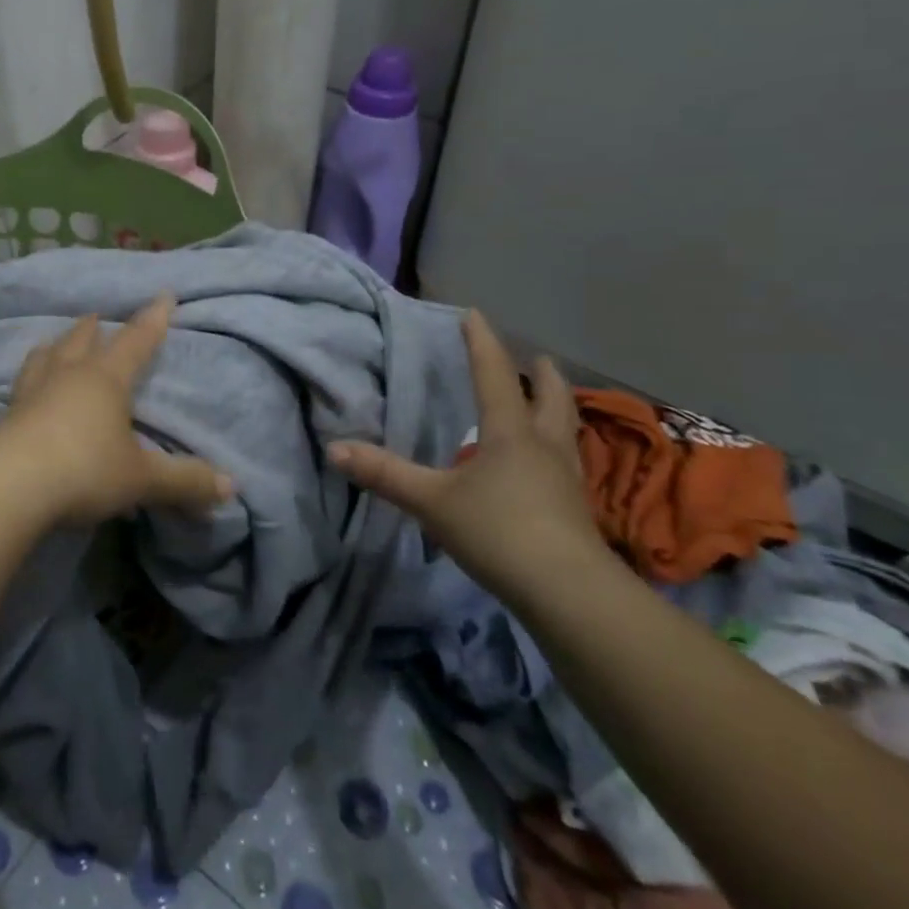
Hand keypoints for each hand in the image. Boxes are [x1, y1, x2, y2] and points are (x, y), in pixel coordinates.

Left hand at [0, 295, 232, 526]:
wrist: (7, 487)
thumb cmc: (83, 469)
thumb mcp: (141, 479)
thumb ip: (184, 481)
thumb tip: (231, 487)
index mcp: (104, 379)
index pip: (136, 342)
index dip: (153, 320)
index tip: (164, 295)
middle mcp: (66, 376)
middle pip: (80, 341)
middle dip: (93, 328)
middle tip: (96, 316)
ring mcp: (30, 394)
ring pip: (43, 358)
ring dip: (53, 347)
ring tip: (53, 344)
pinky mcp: (4, 418)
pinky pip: (19, 389)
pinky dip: (27, 382)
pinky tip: (23, 392)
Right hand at [329, 311, 609, 606]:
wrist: (570, 594)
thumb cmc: (499, 532)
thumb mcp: (432, 501)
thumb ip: (385, 474)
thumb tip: (334, 448)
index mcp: (510, 433)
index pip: (494, 374)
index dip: (482, 342)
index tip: (474, 314)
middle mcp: (544, 447)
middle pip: (552, 398)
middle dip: (542, 375)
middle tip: (538, 358)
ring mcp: (566, 480)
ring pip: (566, 431)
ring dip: (557, 409)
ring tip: (548, 402)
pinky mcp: (575, 511)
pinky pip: (567, 464)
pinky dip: (556, 449)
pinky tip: (544, 466)